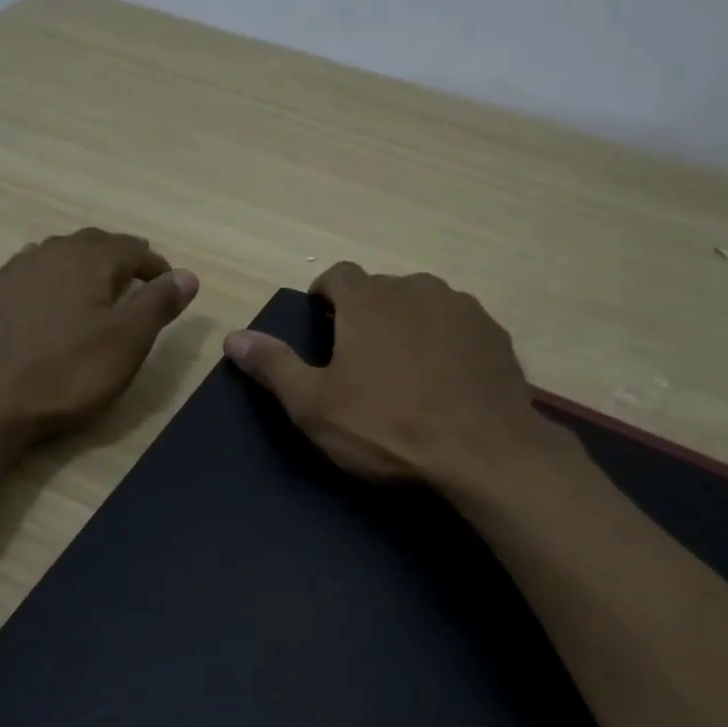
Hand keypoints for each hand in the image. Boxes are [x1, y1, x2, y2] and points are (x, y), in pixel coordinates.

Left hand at [0, 228, 198, 443]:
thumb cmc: (69, 374)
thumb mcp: (127, 342)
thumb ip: (158, 304)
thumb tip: (188, 275)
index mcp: (87, 260)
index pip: (131, 249)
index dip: (155, 266)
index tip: (171, 284)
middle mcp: (49, 254)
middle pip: (93, 244)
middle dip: (120, 257)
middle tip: (139, 277)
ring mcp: (15, 274)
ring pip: (59, 255)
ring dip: (84, 264)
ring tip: (99, 286)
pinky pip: (32, 275)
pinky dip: (53, 280)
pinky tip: (52, 299)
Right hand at [223, 262, 552, 489]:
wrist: (482, 452)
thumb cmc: (386, 427)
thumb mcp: (314, 405)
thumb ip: (273, 366)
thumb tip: (232, 337)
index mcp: (368, 300)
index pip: (338, 274)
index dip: (324, 295)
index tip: (320, 322)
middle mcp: (417, 289)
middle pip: (381, 290)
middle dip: (365, 314)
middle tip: (358, 359)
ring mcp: (463, 309)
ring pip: (423, 305)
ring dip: (407, 326)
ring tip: (403, 371)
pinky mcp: (495, 336)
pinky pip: (458, 329)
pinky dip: (444, 344)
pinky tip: (444, 382)